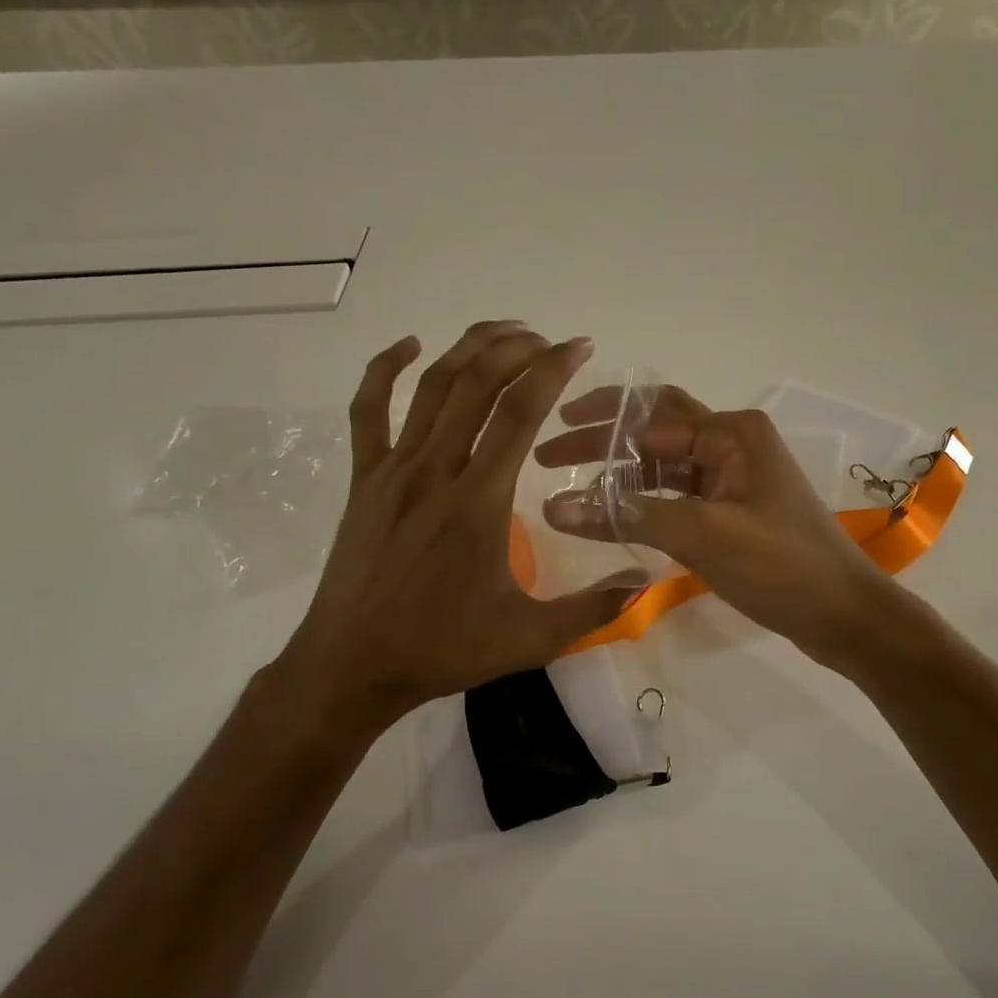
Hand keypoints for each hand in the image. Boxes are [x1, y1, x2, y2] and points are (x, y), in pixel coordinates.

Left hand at [269, 322, 647, 734]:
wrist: (352, 665)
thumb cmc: (442, 649)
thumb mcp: (529, 638)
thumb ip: (592, 609)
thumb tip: (645, 583)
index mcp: (478, 503)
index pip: (518, 413)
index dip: (551, 370)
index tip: (578, 347)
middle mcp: (435, 472)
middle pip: (476, 385)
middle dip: (516, 349)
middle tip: (548, 340)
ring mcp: (392, 471)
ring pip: (430, 388)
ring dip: (468, 349)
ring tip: (504, 331)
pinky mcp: (364, 481)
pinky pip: (369, 411)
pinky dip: (387, 370)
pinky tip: (411, 348)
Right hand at [536, 386, 897, 661]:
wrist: (844, 614)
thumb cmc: (780, 566)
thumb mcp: (701, 535)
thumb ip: (628, 516)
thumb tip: (554, 506)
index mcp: (731, 432)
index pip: (649, 422)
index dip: (595, 434)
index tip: (546, 452)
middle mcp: (733, 443)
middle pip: (655, 432)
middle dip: (604, 440)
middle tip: (549, 455)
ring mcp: (736, 477)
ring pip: (666, 464)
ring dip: (622, 473)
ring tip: (572, 489)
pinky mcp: (735, 509)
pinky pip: (681, 493)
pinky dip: (647, 499)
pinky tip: (614, 513)